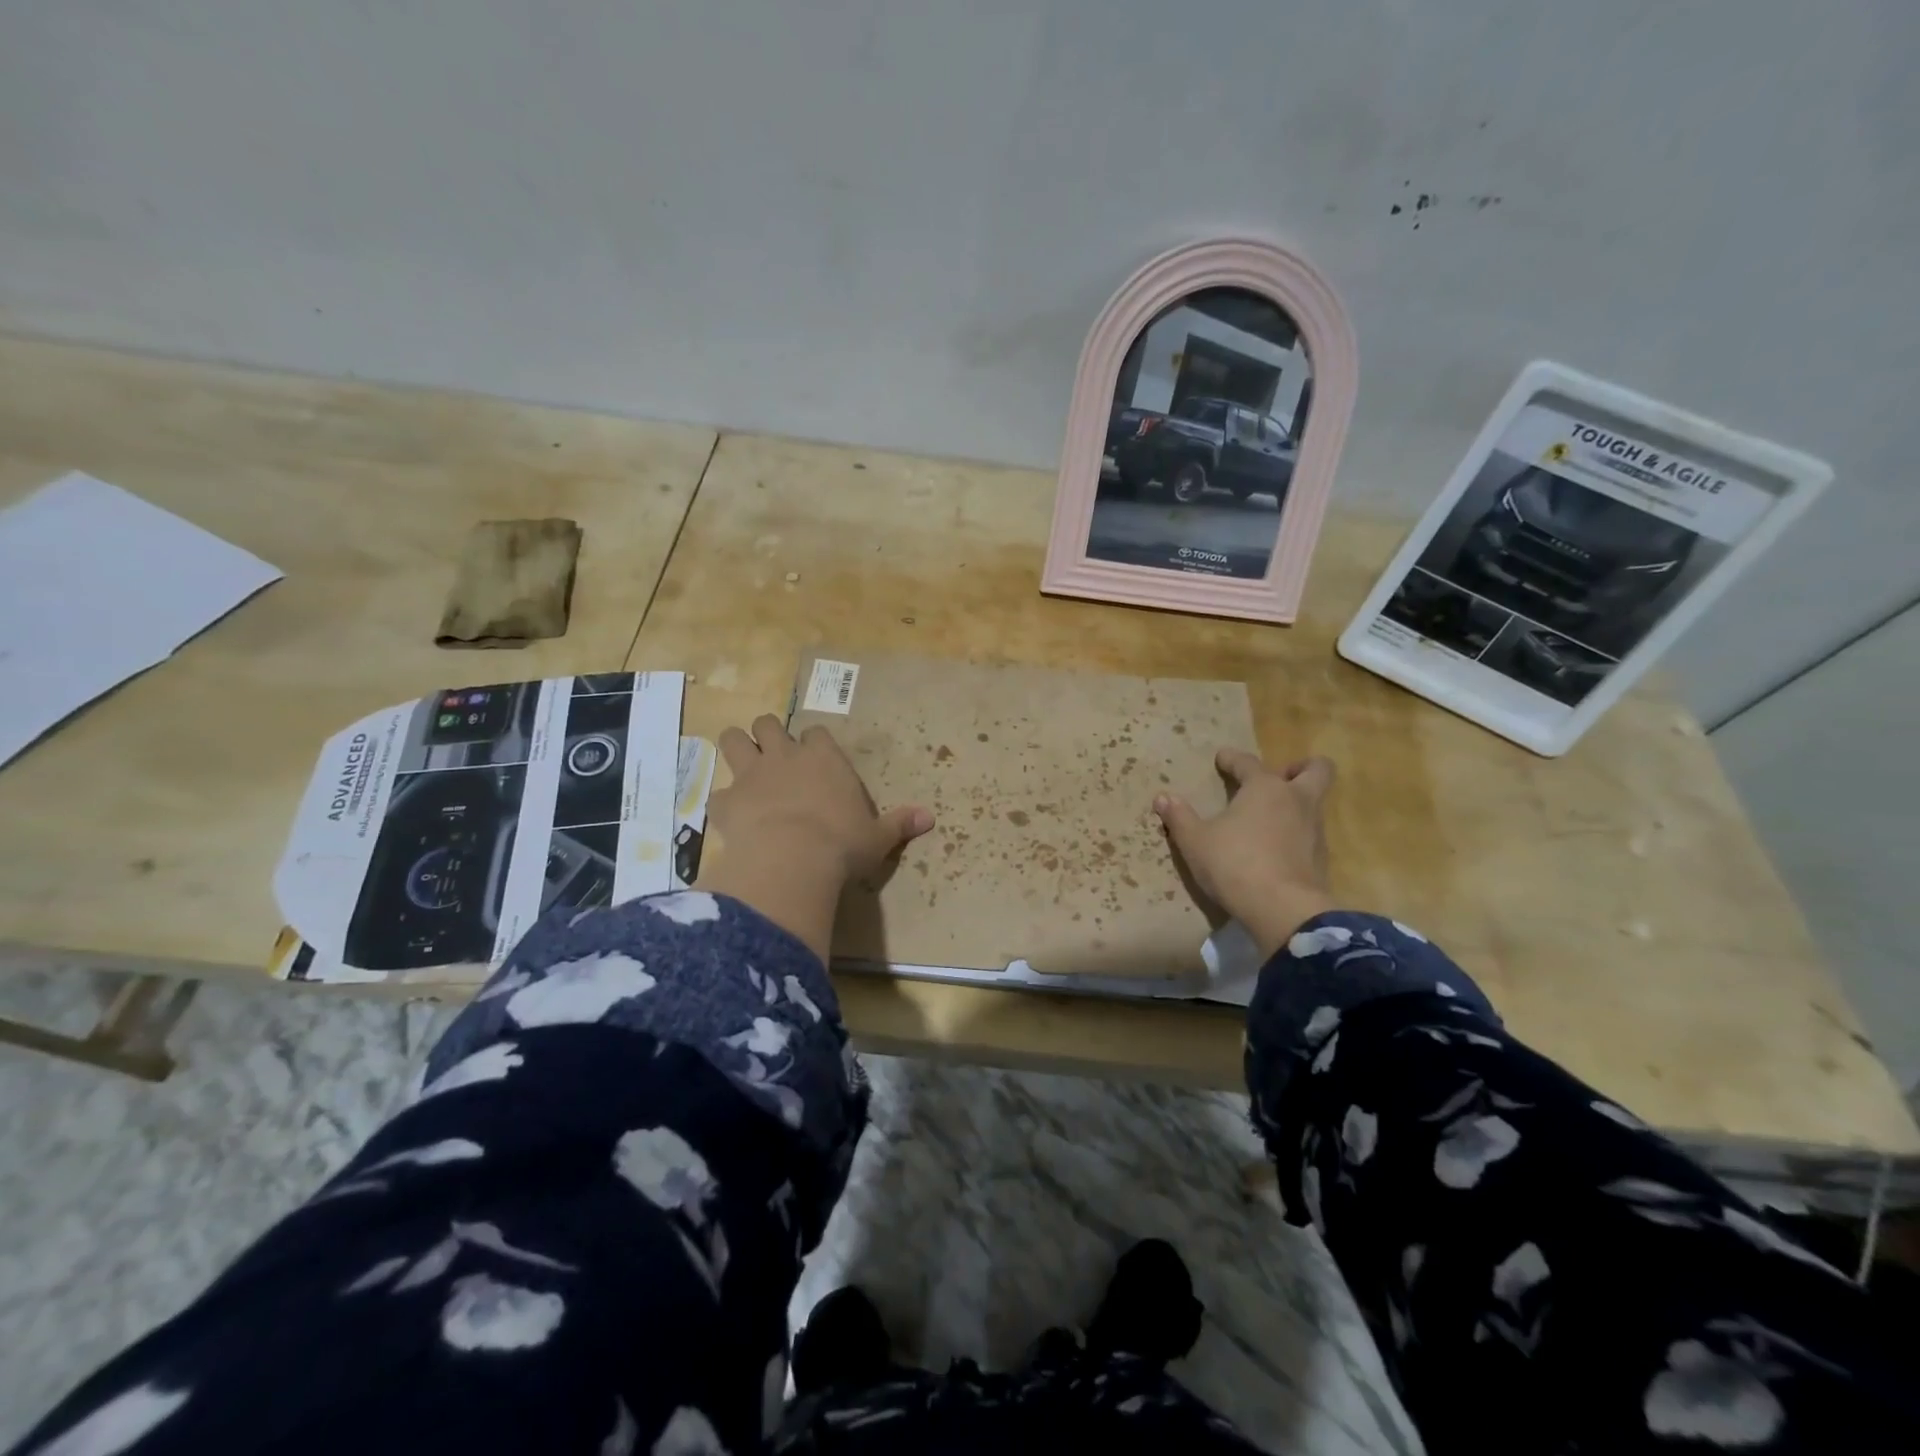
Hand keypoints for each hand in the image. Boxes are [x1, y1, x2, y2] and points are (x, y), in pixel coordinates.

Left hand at [711, 716, 932, 882]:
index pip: (816, 733)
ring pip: (733, 739)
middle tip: (772, 755)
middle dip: (768, 734)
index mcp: (824, 758)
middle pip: (768, 724)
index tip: (816, 758)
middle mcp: (785, 756)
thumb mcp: (878, 837)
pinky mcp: (726, 801)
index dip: (813, 744)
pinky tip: (730, 818)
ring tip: (742, 766)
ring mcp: (751, 775)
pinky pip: (717, 793)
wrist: (793, 860)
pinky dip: (723, 803)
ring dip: (736, 748)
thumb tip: (930, 818)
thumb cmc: (842, 844)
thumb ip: (899, 824)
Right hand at [1153, 750, 1336, 958]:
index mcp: (1265, 788)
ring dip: (1296, 803)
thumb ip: (1180, 817)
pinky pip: (1310, 834)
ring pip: (1315, 802)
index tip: (1221, 759)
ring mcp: (1314, 829)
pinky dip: (1296, 833)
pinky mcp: (1321, 858)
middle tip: (1279, 777)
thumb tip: (1163, 797)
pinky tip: (1275, 847)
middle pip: (1316, 769)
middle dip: (1299, 767)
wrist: (1283, 910)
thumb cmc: (1234, 864)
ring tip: (1269, 817)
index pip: (1248, 762)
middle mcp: (1296, 800)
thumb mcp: (1195, 841)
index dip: (1232, 758)